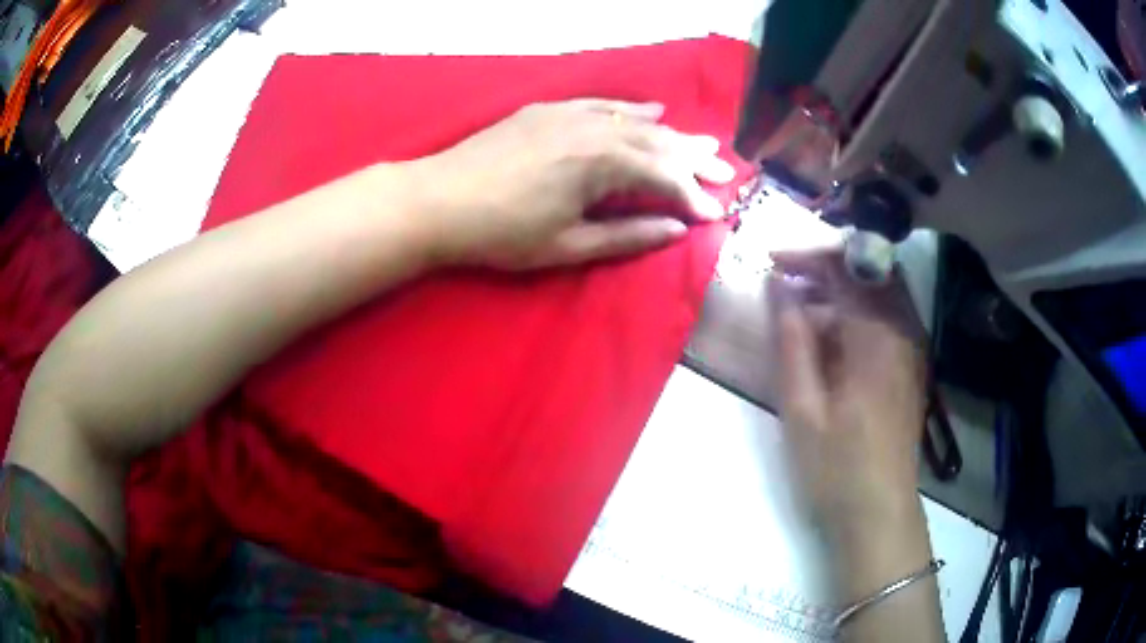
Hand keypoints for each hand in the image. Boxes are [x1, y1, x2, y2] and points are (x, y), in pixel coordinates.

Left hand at [408, 99, 735, 269]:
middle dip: (693, 159)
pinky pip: (602, 104)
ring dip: (671, 133)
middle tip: (726, 168)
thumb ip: (627, 236)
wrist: (439, 199)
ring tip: (702, 141)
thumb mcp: (568, 246)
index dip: (692, 196)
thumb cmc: (502, 233)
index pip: (663, 178)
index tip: (716, 212)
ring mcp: (570, 114)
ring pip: (634, 121)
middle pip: (657, 143)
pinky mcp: (550, 110)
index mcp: (601, 164)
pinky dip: (631, 109)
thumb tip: (676, 230)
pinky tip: (653, 110)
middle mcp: (594, 130)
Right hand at [769, 247, 926, 532]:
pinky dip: (858, 311)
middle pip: (871, 270)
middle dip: (828, 265)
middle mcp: (904, 331)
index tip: (771, 262)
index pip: (849, 267)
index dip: (808, 255)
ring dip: (842, 287)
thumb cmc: (837, 468)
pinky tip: (832, 337)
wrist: (879, 512)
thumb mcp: (803, 408)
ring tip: (802, 308)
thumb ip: (792, 341)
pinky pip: (888, 316)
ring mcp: (913, 347)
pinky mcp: (911, 365)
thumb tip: (779, 288)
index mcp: (878, 337)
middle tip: (787, 279)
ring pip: (881, 291)